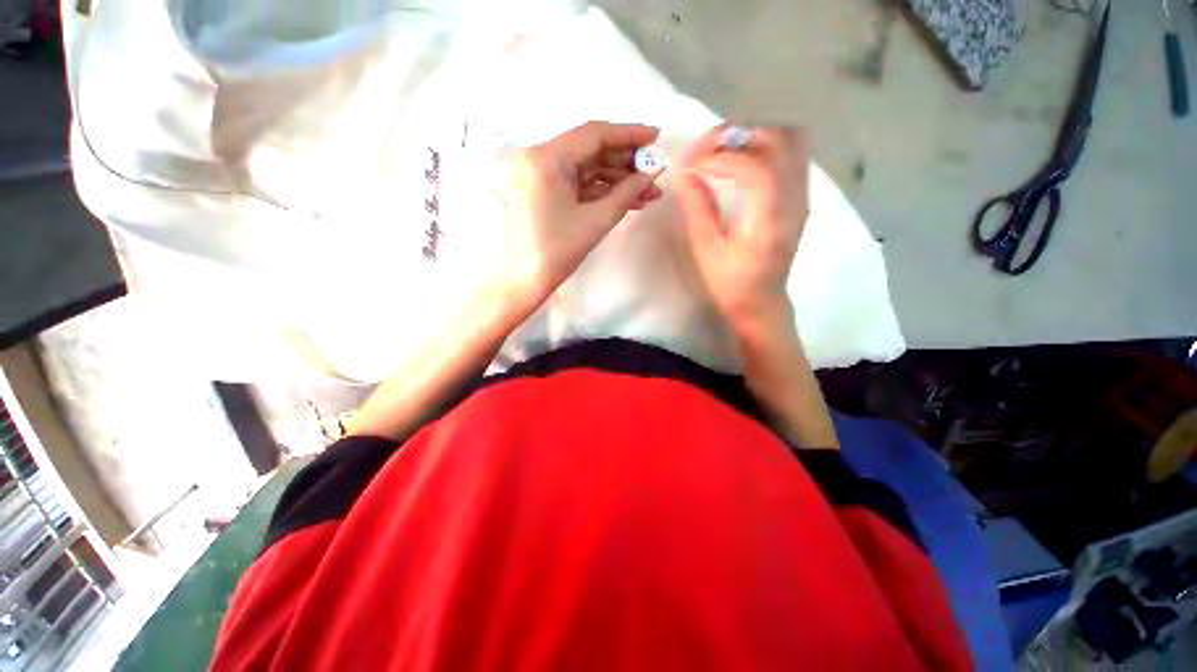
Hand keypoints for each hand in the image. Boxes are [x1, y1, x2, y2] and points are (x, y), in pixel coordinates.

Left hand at [494, 121, 663, 312]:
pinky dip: (603, 192)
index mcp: (546, 158)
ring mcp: (542, 176)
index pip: (594, 135)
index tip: (657, 137)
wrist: (524, 281)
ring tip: (650, 194)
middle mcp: (540, 158)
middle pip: (591, 151)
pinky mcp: (546, 192)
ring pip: (588, 170)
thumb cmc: (556, 253)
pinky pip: (580, 185)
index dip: (629, 134)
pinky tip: (630, 200)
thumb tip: (654, 172)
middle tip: (656, 172)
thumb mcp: (596, 221)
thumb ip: (627, 192)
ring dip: (619, 181)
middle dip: (627, 163)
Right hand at [673, 124, 809, 337]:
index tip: (689, 164)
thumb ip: (698, 209)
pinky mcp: (798, 196)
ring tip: (719, 151)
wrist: (762, 303)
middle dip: (736, 135)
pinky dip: (761, 146)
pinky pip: (789, 152)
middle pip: (779, 140)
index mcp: (771, 220)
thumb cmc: (731, 285)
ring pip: (789, 139)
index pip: (755, 167)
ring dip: (751, 136)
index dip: (719, 157)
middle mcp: (795, 200)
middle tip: (703, 150)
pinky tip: (737, 162)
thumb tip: (684, 174)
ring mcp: (802, 195)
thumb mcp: (707, 251)